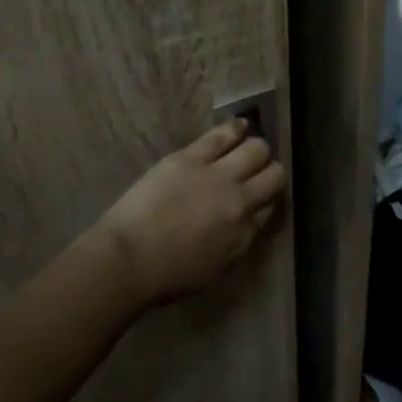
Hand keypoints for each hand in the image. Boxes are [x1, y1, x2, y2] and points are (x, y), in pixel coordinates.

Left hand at [93, 118, 285, 305]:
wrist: (128, 259)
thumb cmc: (167, 275)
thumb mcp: (216, 269)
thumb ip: (238, 241)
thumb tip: (248, 221)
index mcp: (245, 233)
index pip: (271, 206)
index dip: (268, 200)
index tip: (262, 199)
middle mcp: (240, 200)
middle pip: (273, 174)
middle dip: (270, 172)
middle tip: (258, 172)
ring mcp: (218, 174)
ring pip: (255, 149)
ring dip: (257, 150)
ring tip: (250, 149)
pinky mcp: (192, 157)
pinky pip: (224, 134)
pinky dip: (237, 128)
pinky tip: (241, 125)